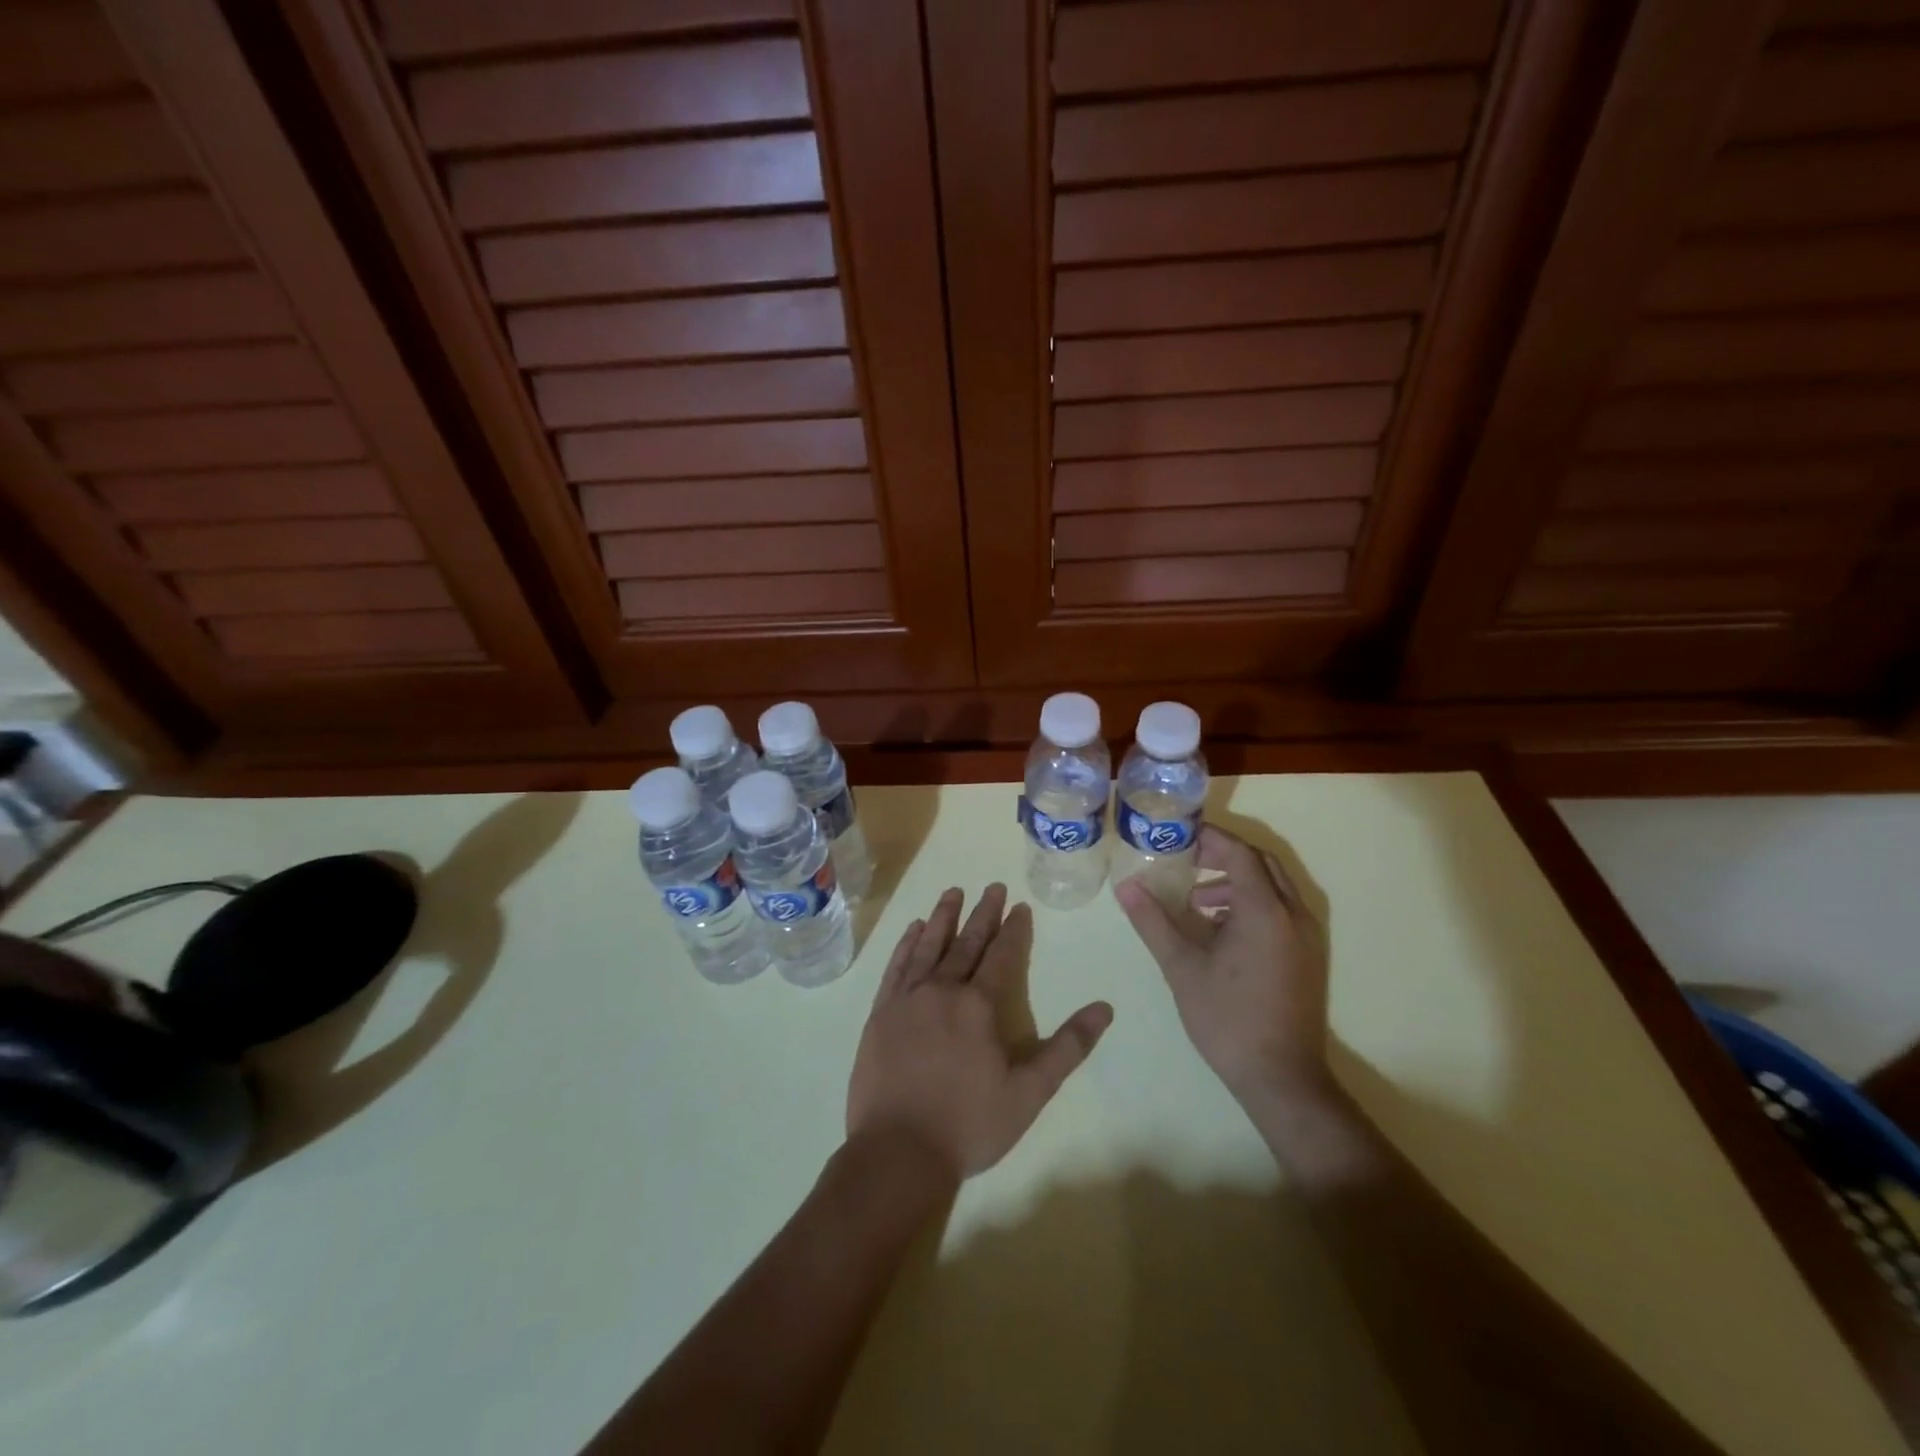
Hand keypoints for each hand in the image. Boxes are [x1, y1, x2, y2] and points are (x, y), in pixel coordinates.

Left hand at [847, 884, 1113, 1180]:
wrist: (898, 1151)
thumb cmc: (969, 1124)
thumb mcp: (1030, 1093)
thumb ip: (1067, 1048)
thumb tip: (1105, 1009)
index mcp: (980, 1006)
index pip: (1002, 955)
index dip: (1013, 929)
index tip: (1020, 906)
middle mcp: (943, 990)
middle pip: (966, 942)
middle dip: (982, 913)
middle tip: (992, 886)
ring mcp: (907, 999)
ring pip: (928, 946)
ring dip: (942, 917)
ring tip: (952, 892)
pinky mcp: (880, 1013)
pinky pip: (896, 967)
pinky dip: (906, 945)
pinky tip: (912, 930)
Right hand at [1114, 826, 1330, 1103]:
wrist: (1282, 1078)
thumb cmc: (1227, 1018)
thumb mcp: (1181, 967)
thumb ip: (1152, 921)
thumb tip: (1124, 886)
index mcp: (1265, 910)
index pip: (1239, 852)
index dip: (1209, 838)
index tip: (1177, 834)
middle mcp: (1294, 914)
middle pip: (1260, 863)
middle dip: (1222, 855)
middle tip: (1185, 859)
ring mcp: (1306, 936)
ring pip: (1272, 887)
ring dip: (1235, 882)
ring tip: (1194, 902)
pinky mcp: (1307, 955)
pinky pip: (1280, 910)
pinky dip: (1250, 904)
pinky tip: (1218, 930)